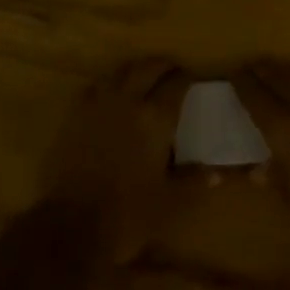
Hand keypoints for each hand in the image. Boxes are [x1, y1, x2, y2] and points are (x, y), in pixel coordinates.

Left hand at [42, 58, 190, 265]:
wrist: (72, 224)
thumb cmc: (128, 213)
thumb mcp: (169, 202)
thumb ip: (192, 181)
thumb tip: (217, 174)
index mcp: (155, 119)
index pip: (176, 85)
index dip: (186, 78)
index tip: (192, 79)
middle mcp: (128, 102)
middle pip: (147, 68)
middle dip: (162, 65)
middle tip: (171, 71)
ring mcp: (99, 105)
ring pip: (119, 72)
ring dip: (135, 70)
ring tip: (143, 78)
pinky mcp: (76, 115)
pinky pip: (96, 88)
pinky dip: (109, 85)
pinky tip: (112, 97)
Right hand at [232, 61, 289, 281]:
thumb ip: (276, 181)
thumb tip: (255, 170)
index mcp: (286, 129)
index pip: (257, 97)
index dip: (243, 84)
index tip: (232, 73)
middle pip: (280, 79)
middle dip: (263, 71)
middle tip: (250, 67)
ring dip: (287, 72)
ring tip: (276, 71)